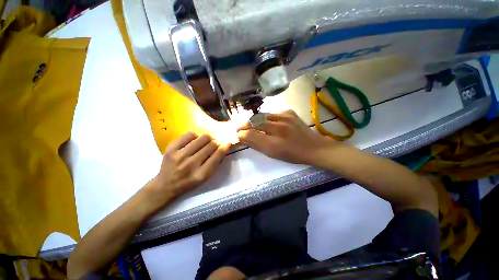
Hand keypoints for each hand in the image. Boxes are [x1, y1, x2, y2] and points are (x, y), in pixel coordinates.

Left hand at [147, 132, 230, 202]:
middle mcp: (191, 164)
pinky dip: (195, 136)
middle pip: (211, 144)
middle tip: (214, 144)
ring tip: (205, 142)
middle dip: (216, 143)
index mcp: (201, 174)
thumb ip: (215, 162)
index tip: (228, 143)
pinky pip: (189, 134)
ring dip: (207, 139)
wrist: (165, 185)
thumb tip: (224, 146)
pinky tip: (194, 141)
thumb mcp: (205, 177)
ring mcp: (180, 155)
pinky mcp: (171, 148)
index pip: (217, 155)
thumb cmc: (189, 182)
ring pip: (202, 138)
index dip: (225, 147)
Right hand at [237, 110, 332, 163]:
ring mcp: (284, 117)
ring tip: (251, 125)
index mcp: (274, 143)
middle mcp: (279, 128)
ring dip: (254, 121)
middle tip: (240, 129)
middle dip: (244, 125)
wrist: (313, 147)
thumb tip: (243, 137)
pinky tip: (267, 123)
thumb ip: (256, 145)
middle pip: (254, 122)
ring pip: (261, 115)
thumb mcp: (272, 154)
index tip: (237, 134)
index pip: (251, 134)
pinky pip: (271, 113)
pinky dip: (265, 118)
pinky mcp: (288, 111)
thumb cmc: (292, 154)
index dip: (241, 133)